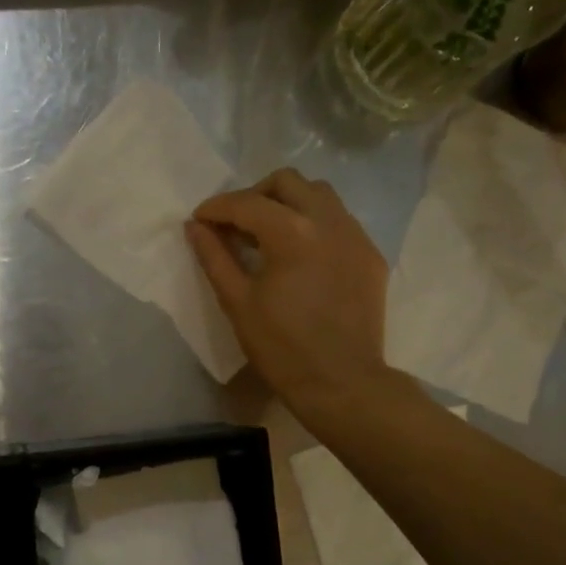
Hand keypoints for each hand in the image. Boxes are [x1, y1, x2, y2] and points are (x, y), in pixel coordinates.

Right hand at [186, 169, 388, 409]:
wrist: (341, 383)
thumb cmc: (281, 347)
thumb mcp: (237, 302)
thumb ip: (214, 257)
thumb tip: (195, 226)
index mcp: (292, 232)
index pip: (247, 203)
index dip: (217, 207)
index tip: (199, 219)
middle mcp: (329, 221)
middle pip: (287, 182)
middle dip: (255, 195)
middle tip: (236, 224)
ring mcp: (356, 236)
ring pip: (319, 194)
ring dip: (289, 203)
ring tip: (269, 234)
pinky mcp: (370, 255)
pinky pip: (340, 221)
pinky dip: (314, 224)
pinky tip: (301, 255)